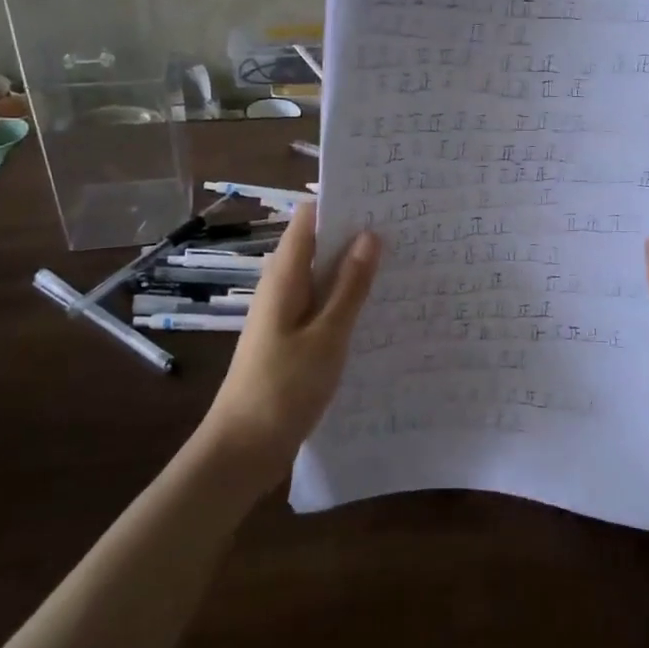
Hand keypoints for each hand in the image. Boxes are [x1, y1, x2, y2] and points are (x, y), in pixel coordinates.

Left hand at [197, 203, 379, 494]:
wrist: (243, 449)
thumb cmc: (283, 388)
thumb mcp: (327, 336)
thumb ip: (350, 287)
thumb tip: (370, 235)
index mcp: (284, 277)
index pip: (309, 219)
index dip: (342, 203)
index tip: (383, 197)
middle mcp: (281, 287)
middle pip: (318, 245)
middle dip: (356, 235)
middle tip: (406, 229)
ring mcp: (285, 314)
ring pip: (322, 277)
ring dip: (354, 269)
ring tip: (401, 263)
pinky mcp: (291, 339)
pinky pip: (322, 305)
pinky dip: (346, 300)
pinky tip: (377, 308)